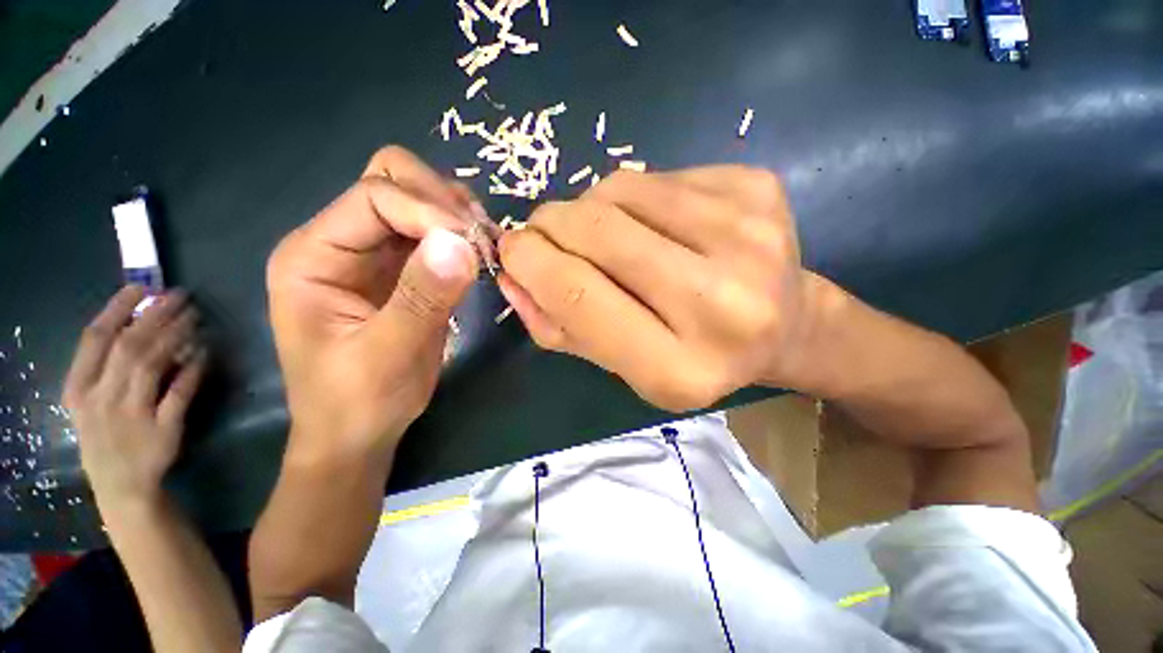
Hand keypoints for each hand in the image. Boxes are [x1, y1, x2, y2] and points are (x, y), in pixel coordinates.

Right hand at [63, 286, 207, 510]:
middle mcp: (101, 398)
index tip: (140, 287)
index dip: (118, 309)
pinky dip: (193, 369)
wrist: (122, 486)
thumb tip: (139, 322)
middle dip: (156, 315)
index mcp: (78, 389)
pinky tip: (205, 351)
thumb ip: (105, 367)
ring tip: (195, 315)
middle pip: (129, 345)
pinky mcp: (162, 429)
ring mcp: (131, 415)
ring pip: (154, 364)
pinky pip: (180, 392)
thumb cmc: (106, 436)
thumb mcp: (90, 402)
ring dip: (176, 335)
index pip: (94, 338)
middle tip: (181, 295)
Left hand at [266, 146, 478, 460]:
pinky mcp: (401, 269)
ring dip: (457, 214)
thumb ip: (422, 298)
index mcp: (313, 255)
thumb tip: (461, 243)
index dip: (429, 212)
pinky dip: (461, 234)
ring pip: (417, 199)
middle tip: (481, 239)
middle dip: (442, 202)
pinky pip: (433, 231)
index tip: (474, 245)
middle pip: (391, 180)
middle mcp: (339, 242)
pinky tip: (480, 254)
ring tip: (486, 245)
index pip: (374, 197)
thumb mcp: (388, 355)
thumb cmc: (357, 402)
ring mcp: (371, 253)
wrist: (358, 432)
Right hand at [498, 166, 828, 411]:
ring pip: (621, 189)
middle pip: (598, 231)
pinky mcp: (758, 188)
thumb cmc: (694, 357)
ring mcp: (749, 236)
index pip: (580, 296)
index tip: (511, 250)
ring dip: (591, 207)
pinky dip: (634, 195)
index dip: (531, 263)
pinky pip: (657, 175)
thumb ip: (561, 326)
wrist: (786, 327)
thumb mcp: (625, 366)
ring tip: (606, 235)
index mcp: (682, 368)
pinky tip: (653, 222)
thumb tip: (511, 274)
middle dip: (551, 224)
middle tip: (542, 232)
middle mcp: (723, 303)